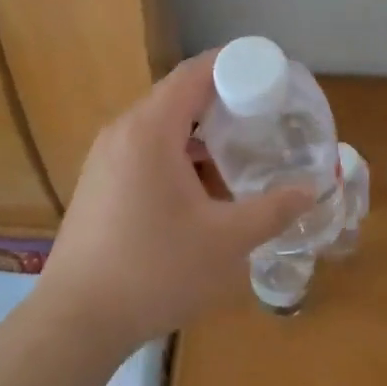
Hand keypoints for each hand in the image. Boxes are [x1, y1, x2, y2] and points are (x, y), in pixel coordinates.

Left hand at [33, 50, 313, 352]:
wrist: (76, 321)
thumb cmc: (155, 271)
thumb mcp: (227, 242)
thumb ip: (274, 210)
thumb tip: (310, 190)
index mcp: (151, 130)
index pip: (196, 72)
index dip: (236, 64)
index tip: (272, 74)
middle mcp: (124, 132)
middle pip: (179, 95)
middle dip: (224, 100)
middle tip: (265, 115)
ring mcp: (105, 158)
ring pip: (162, 125)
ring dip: (201, 132)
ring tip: (240, 151)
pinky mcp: (99, 183)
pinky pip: (145, 149)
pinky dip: (178, 153)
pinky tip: (202, 187)